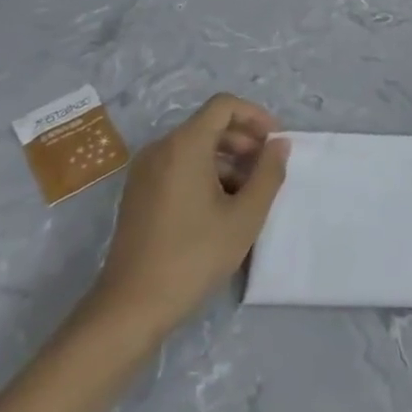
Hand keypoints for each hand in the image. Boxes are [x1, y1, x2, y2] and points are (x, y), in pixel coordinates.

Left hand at [80, 94, 288, 353]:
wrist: (132, 306)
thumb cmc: (194, 256)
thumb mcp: (245, 216)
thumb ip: (269, 173)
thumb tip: (279, 145)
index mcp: (184, 146)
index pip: (224, 106)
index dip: (255, 116)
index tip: (275, 143)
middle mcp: (160, 149)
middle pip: (209, 125)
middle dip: (244, 141)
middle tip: (268, 171)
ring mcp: (144, 172)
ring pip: (195, 148)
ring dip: (228, 160)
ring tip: (249, 194)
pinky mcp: (139, 194)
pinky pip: (179, 166)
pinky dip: (206, 174)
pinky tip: (222, 208)